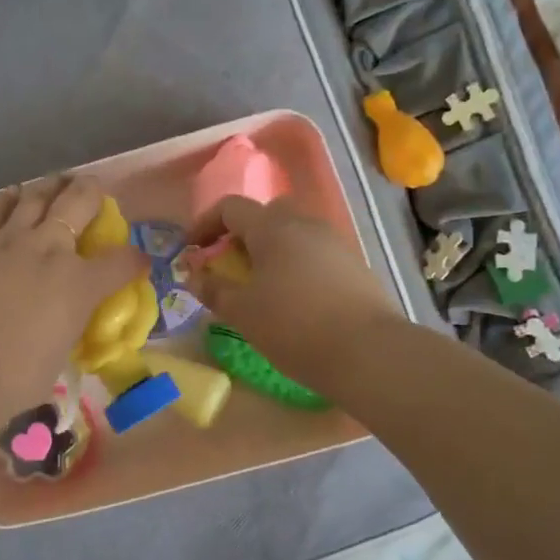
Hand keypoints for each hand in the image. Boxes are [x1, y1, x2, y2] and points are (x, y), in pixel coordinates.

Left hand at [0, 174, 146, 407]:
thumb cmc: (12, 379)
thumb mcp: (58, 356)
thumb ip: (67, 330)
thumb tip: (65, 325)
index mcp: (79, 284)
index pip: (121, 262)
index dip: (134, 260)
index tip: (138, 262)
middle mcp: (48, 250)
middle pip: (78, 203)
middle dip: (91, 192)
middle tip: (93, 188)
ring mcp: (7, 240)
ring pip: (35, 197)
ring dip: (50, 187)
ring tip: (55, 182)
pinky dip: (6, 201)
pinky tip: (9, 198)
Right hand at [187, 197, 400, 397]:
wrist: (368, 352)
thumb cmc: (293, 326)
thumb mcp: (241, 312)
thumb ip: (213, 289)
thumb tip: (195, 276)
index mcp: (272, 227)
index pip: (230, 207)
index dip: (204, 224)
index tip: (192, 251)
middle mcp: (305, 224)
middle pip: (266, 214)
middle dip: (242, 234)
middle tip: (230, 265)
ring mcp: (334, 243)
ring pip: (293, 234)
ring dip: (271, 251)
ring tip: (260, 287)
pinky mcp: (354, 266)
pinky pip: (314, 254)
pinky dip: (295, 267)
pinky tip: (293, 300)